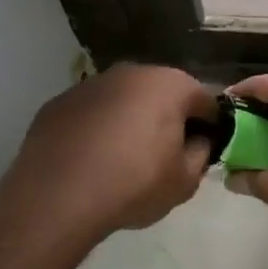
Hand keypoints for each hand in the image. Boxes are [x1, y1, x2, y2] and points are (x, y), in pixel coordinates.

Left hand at [4, 63, 215, 239]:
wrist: (57, 196)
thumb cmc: (133, 184)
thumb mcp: (184, 181)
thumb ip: (201, 154)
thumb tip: (198, 142)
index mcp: (170, 85)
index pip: (205, 101)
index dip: (210, 127)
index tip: (203, 151)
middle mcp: (131, 72)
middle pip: (163, 93)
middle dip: (169, 119)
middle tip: (165, 156)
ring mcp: (91, 84)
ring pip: (124, 100)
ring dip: (131, 121)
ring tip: (124, 160)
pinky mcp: (59, 102)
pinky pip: (92, 113)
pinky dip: (98, 128)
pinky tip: (92, 159)